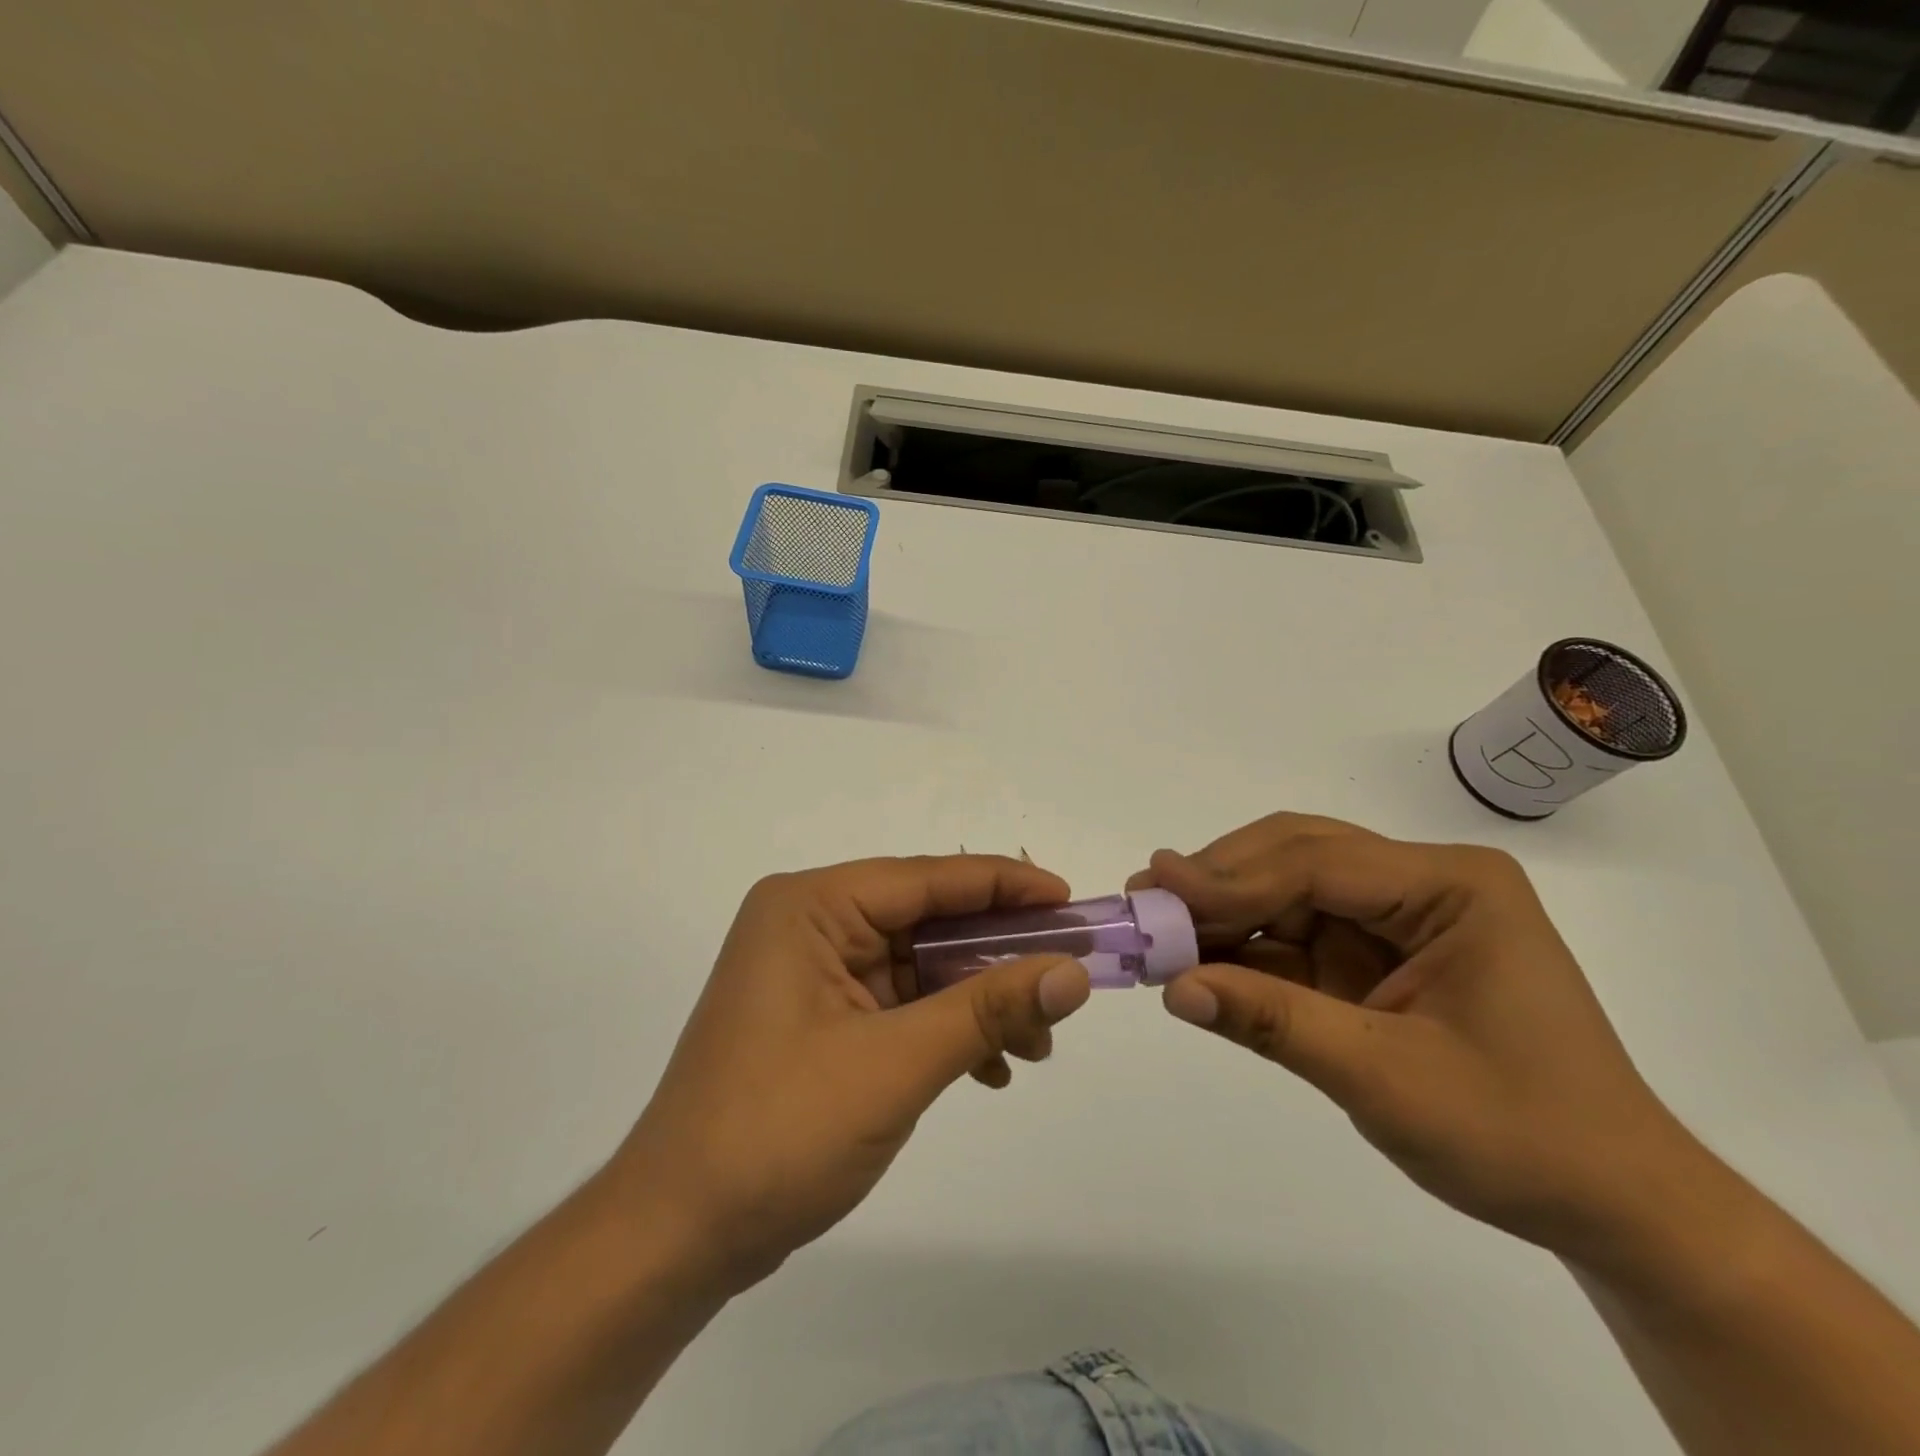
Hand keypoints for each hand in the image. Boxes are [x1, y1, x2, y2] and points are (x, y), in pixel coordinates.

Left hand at [607, 856, 1091, 1292]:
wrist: (679, 1236)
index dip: (1004, 886)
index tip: (1070, 901)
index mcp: (812, 908)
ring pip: (920, 966)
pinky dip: (946, 1029)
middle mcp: (811, 925)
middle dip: (998, 956)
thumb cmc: (778, 1132)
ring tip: (1037, 1044)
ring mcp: (815, 973)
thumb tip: (1073, 972)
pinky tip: (991, 1068)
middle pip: (926, 921)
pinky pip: (900, 1003)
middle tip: (1067, 978)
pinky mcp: (821, 1017)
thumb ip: (987, 1010)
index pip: (926, 879)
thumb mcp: (895, 1065)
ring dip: (979, 1001)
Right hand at [1130, 813, 1702, 1259]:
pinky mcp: (1373, 953)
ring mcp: (1396, 916)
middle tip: (1147, 899)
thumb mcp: (1388, 1080)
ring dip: (1223, 910)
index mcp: (1453, 886)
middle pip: (1297, 857)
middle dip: (1220, 880)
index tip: (1156, 888)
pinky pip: (1293, 932)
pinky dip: (1243, 946)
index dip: (1231, 877)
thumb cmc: (1521, 1137)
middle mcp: (1422, 883)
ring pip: (1286, 889)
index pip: (1319, 864)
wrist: (1610, 1205)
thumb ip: (1275, 1023)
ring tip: (1158, 928)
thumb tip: (1173, 989)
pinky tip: (1198, 959)